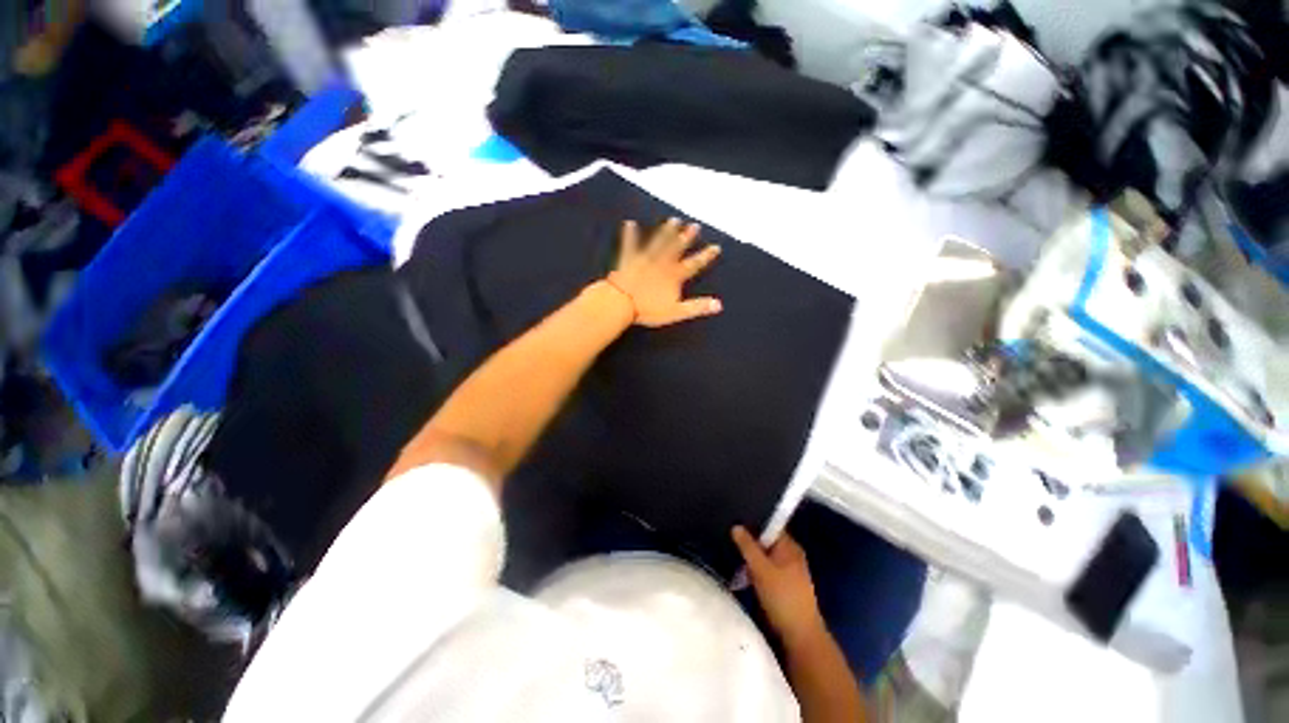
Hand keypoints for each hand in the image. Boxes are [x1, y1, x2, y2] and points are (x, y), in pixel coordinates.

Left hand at [607, 218, 721, 327]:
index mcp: (674, 276)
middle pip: (677, 248)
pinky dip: (630, 235)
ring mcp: (645, 259)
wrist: (622, 303)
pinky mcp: (628, 259)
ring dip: (666, 231)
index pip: (694, 264)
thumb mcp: (676, 312)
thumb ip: (696, 307)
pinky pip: (630, 245)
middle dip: (687, 237)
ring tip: (673, 220)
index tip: (716, 246)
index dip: (705, 256)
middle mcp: (662, 263)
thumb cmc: (648, 310)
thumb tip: (719, 304)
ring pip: (658, 242)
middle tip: (695, 225)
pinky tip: (629, 223)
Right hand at [732, 526, 825, 645]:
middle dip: (750, 540)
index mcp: (790, 546)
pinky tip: (742, 571)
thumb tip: (736, 526)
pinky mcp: (785, 586)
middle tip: (729, 535)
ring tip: (732, 551)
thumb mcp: (761, 569)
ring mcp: (790, 571)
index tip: (735, 518)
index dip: (754, 521)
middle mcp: (791, 555)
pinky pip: (767, 569)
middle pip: (767, 541)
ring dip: (752, 556)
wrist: (801, 636)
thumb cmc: (782, 597)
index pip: (770, 525)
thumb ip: (748, 546)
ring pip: (766, 556)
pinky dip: (756, 569)